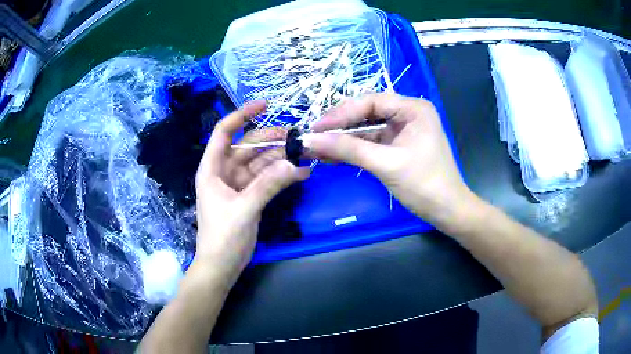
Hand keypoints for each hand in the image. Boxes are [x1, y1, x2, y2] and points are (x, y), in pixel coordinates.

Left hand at [194, 101, 308, 287]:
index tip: (264, 105)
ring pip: (260, 162)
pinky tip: (301, 174)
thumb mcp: (244, 209)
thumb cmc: (222, 237)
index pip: (224, 132)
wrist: (221, 266)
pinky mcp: (249, 196)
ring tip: (304, 155)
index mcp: (213, 168)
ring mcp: (238, 184)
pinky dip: (282, 176)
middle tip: (297, 137)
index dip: (241, 115)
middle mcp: (225, 171)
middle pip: (248, 146)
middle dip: (270, 139)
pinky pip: (267, 179)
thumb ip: (267, 186)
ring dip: (280, 158)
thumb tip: (294, 165)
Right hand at [304, 93, 468, 224]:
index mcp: (413, 108)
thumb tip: (310, 140)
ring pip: (365, 130)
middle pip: (366, 113)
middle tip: (314, 137)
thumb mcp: (386, 164)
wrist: (447, 211)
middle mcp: (407, 114)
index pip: (371, 102)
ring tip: (316, 148)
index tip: (317, 127)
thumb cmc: (424, 184)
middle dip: (340, 127)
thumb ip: (349, 149)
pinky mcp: (396, 147)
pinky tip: (331, 156)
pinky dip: (352, 150)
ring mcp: (401, 131)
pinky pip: (370, 144)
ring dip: (342, 140)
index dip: (341, 113)